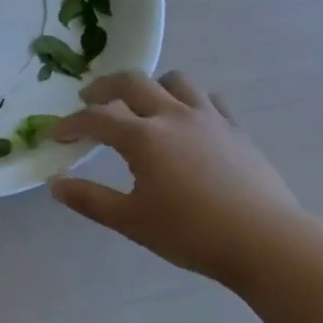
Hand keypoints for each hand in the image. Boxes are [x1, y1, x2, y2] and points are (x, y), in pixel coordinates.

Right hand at [49, 71, 306, 284]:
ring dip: (152, 86)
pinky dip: (192, 102)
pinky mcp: (236, 129)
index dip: (71, 123)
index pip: (96, 118)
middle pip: (132, 82)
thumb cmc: (192, 233)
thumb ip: (90, 200)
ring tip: (143, 104)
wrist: (266, 242)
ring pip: (175, 81)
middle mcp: (172, 116)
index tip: (56, 134)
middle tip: (89, 99)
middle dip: (104, 87)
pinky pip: (210, 100)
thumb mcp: (132, 222)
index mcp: (143, 137)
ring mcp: (208, 118)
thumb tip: (55, 184)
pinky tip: (190, 120)